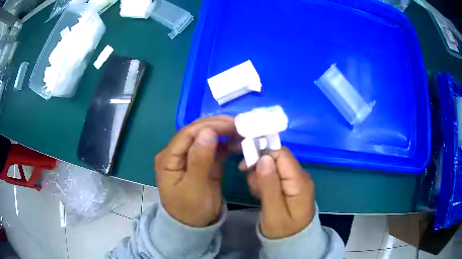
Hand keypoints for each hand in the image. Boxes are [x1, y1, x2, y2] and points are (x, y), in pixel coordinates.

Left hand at [155, 116, 236, 226]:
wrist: (194, 226)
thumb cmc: (190, 210)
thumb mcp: (194, 188)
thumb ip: (200, 160)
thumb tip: (208, 132)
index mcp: (169, 158)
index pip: (187, 133)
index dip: (209, 125)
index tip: (232, 124)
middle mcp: (177, 153)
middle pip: (197, 132)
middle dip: (218, 126)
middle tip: (241, 126)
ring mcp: (190, 156)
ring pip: (207, 137)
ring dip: (224, 134)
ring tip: (242, 133)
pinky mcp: (202, 162)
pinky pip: (214, 149)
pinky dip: (226, 145)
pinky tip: (238, 144)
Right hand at [240, 147, 315, 238]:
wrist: (293, 241)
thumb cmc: (283, 230)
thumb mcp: (273, 211)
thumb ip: (269, 185)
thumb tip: (264, 158)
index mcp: (299, 181)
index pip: (281, 153)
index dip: (262, 154)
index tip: (245, 167)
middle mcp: (300, 175)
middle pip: (276, 157)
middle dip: (260, 168)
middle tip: (254, 187)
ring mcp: (296, 179)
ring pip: (273, 165)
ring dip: (260, 176)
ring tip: (258, 194)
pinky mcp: (290, 183)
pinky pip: (274, 174)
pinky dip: (264, 181)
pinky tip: (262, 194)